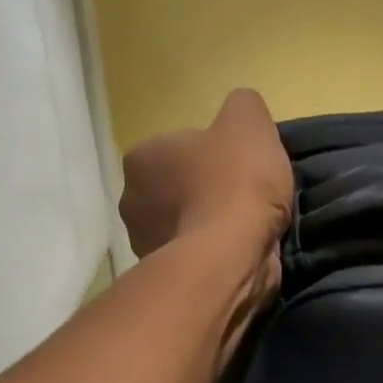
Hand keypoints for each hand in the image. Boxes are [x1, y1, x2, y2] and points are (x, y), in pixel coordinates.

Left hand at [119, 90, 294, 262]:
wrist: (231, 256)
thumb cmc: (236, 183)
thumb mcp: (249, 122)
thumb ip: (243, 106)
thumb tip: (241, 109)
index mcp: (141, 157)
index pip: (181, 147)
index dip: (217, 154)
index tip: (244, 167)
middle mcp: (132, 200)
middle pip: (181, 186)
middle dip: (210, 191)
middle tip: (250, 197)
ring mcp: (146, 243)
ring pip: (188, 222)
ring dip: (214, 224)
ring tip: (250, 227)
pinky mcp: (169, 276)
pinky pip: (198, 254)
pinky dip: (217, 252)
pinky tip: (242, 250)